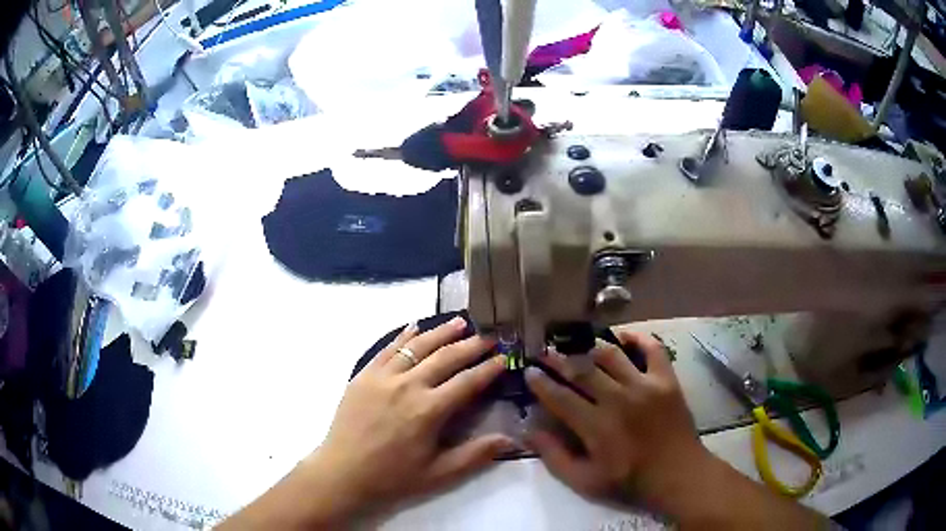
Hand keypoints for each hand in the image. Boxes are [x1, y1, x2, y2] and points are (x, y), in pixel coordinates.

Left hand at [303, 317, 512, 517]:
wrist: (342, 473)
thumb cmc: (392, 477)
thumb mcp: (438, 474)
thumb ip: (475, 455)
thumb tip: (511, 439)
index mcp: (428, 410)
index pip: (467, 381)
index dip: (489, 368)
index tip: (505, 357)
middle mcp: (407, 386)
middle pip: (445, 357)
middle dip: (471, 345)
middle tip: (490, 336)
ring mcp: (382, 377)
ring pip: (417, 346)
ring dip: (441, 332)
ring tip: (460, 321)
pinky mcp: (364, 375)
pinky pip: (387, 348)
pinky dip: (404, 335)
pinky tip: (415, 327)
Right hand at [525, 331, 709, 508]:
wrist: (677, 474)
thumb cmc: (629, 480)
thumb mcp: (584, 481)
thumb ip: (555, 457)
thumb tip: (529, 432)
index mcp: (596, 426)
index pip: (560, 397)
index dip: (541, 383)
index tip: (529, 371)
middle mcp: (618, 399)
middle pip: (582, 369)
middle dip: (559, 358)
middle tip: (546, 351)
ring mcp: (645, 385)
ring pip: (611, 355)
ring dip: (591, 347)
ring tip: (579, 344)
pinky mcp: (666, 380)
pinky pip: (653, 348)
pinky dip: (638, 338)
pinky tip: (624, 337)